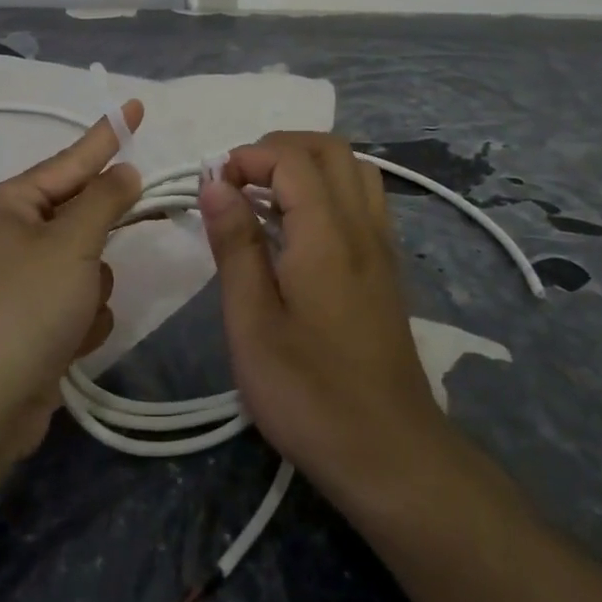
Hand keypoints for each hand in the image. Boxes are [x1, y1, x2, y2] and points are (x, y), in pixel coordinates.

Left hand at [0, 102, 144, 464]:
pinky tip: (69, 342)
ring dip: (92, 287)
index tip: (136, 106)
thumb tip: (122, 172)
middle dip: (98, 242)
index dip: (108, 135)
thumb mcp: (73, 243)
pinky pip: (78, 301)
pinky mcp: (30, 321)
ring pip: (87, 264)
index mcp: (7, 205)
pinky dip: (82, 320)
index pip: (70, 161)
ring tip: (73, 314)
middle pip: (79, 219)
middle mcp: (8, 236)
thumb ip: (104, 200)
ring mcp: (18, 281)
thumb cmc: (26, 306)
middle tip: (114, 242)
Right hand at [198, 132, 451, 503]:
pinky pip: (363, 199)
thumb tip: (215, 183)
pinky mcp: (387, 269)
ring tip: (265, 197)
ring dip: (307, 164)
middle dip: (278, 148)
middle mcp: (362, 227)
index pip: (293, 159)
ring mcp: (382, 247)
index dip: (248, 157)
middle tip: (237, 181)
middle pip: (331, 149)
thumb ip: (235, 246)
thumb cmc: (308, 393)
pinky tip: (299, 228)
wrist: (389, 453)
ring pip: (354, 170)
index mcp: (327, 235)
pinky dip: (328, 188)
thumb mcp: (252, 323)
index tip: (213, 185)